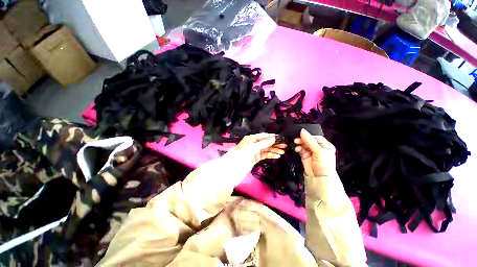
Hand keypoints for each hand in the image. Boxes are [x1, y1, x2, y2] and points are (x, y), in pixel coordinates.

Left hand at [230, 133, 286, 172]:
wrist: (233, 169)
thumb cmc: (242, 155)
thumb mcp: (253, 147)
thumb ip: (263, 143)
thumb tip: (274, 138)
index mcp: (251, 139)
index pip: (263, 136)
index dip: (271, 137)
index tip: (280, 137)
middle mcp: (253, 144)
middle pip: (266, 143)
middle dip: (274, 144)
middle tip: (284, 145)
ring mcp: (254, 151)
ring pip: (266, 149)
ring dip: (274, 150)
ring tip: (283, 151)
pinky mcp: (256, 158)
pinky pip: (264, 155)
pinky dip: (270, 155)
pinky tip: (277, 156)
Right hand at [294, 129, 335, 176]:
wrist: (319, 178)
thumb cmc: (324, 165)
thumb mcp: (318, 151)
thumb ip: (309, 141)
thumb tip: (302, 131)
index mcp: (325, 145)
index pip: (316, 137)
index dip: (309, 135)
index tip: (301, 135)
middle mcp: (318, 148)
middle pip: (309, 140)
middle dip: (303, 140)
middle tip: (297, 140)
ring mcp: (311, 152)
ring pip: (304, 144)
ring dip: (299, 144)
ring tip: (296, 145)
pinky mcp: (305, 155)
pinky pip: (300, 149)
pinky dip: (298, 148)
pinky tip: (297, 149)